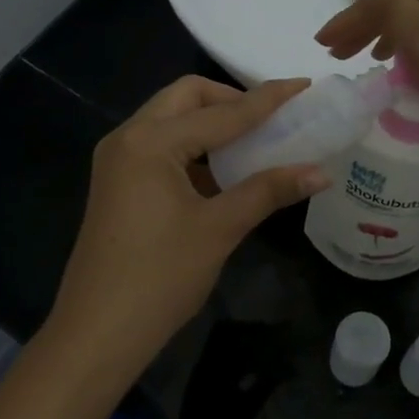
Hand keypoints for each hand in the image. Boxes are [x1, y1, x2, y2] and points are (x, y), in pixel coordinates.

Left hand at [45, 76, 329, 378]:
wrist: (98, 333)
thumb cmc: (160, 277)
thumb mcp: (219, 229)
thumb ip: (268, 191)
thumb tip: (320, 172)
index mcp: (149, 142)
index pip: (221, 112)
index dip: (266, 100)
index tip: (303, 85)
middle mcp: (128, 138)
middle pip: (186, 98)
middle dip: (231, 101)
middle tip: (271, 120)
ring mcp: (118, 160)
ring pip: (172, 120)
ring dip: (211, 123)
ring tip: (254, 142)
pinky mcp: (118, 182)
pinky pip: (161, 146)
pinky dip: (194, 148)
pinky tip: (222, 172)